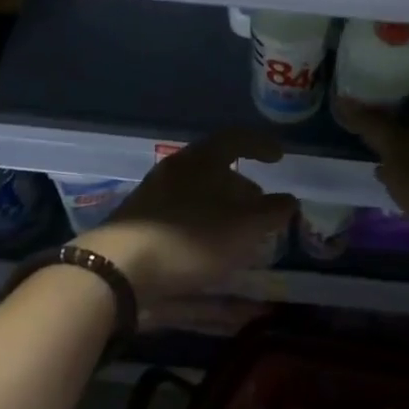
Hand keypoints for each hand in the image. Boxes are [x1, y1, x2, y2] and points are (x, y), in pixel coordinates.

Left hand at [78, 129, 296, 306]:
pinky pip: (182, 217)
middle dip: (241, 185)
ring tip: (240, 234)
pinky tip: (211, 252)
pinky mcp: (140, 225)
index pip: (236, 139)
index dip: (260, 145)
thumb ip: (271, 212)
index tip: (279, 157)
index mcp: (200, 159)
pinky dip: (203, 227)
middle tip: (261, 206)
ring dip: (222, 210)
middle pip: (215, 168)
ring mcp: (153, 197)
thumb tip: (290, 200)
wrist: (119, 268)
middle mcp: (175, 170)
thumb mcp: (243, 227)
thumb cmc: (189, 237)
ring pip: (198, 194)